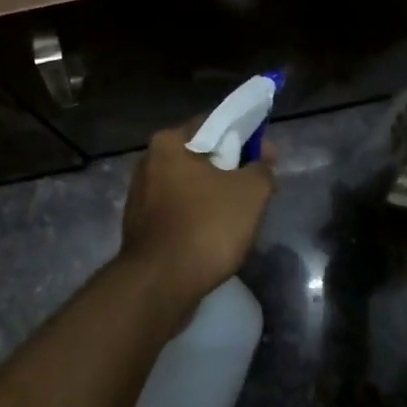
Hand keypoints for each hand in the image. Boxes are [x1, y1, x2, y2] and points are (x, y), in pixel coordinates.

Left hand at [121, 119, 275, 307]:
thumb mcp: (250, 194)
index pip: (212, 123)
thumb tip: (266, 153)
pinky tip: (213, 236)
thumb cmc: (206, 227)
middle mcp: (147, 162)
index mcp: (168, 143)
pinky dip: (196, 218)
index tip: (263, 153)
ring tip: (238, 216)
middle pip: (199, 156)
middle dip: (227, 168)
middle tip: (255, 187)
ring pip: (188, 186)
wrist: (160, 283)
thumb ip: (262, 168)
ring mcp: (140, 196)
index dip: (243, 134)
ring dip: (212, 196)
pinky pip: (177, 212)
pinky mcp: (140, 226)